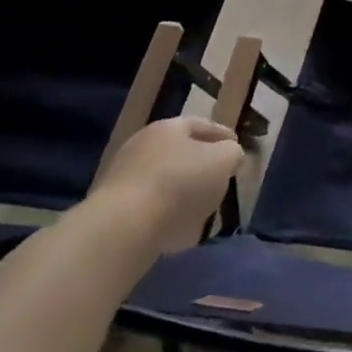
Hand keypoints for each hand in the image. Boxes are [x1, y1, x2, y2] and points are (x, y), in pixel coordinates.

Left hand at [91, 115, 243, 252]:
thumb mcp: (224, 160)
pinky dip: (166, 211)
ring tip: (202, 207)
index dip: (224, 136)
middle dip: (201, 163)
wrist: (123, 227)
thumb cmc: (181, 183)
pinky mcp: (113, 207)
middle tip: (221, 177)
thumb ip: (232, 153)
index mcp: (169, 127)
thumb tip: (228, 155)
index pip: (204, 125)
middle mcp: (143, 145)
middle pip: (181, 151)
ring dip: (183, 190)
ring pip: (165, 179)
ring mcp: (123, 176)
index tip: (238, 148)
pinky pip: (150, 205)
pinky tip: (179, 226)